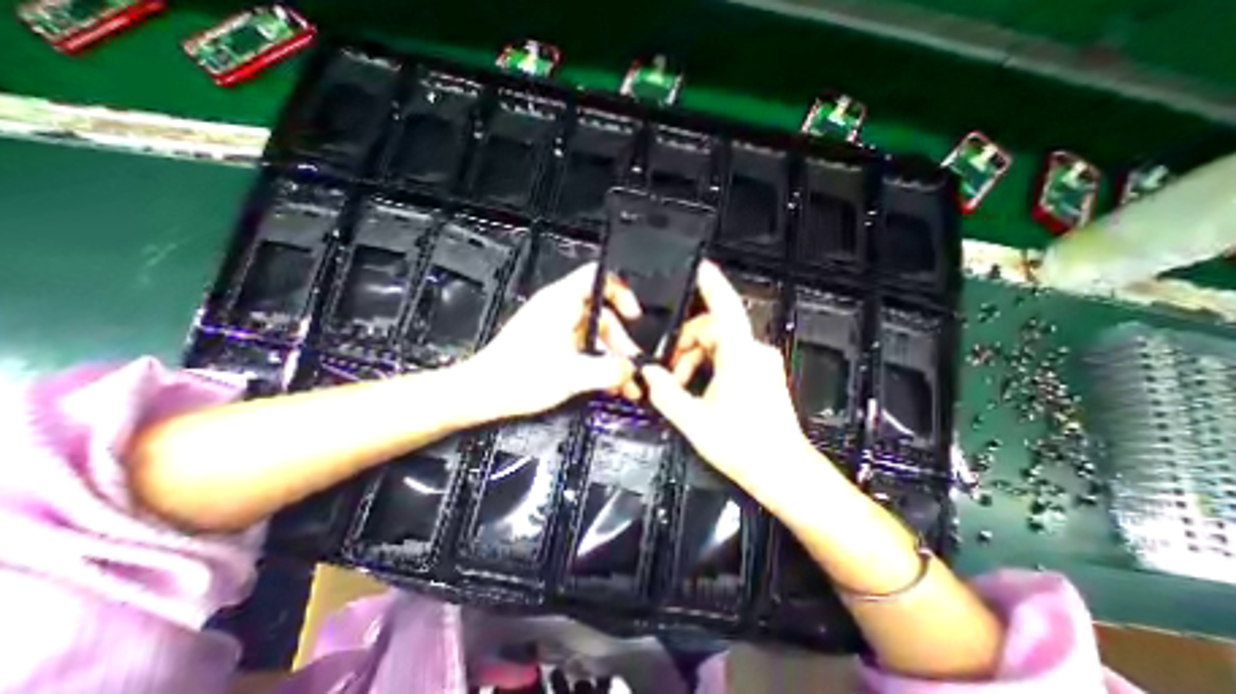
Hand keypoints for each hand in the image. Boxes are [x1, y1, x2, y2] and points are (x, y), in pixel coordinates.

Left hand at [467, 263, 643, 418]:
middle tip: (631, 368)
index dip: (622, 292)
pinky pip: (583, 345)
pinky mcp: (551, 342)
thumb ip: (607, 370)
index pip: (598, 277)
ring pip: (594, 334)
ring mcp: (555, 326)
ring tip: (622, 383)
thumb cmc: (517, 377)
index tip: (634, 315)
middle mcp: (559, 308)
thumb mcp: (571, 374)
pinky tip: (605, 383)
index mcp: (562, 302)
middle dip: (621, 341)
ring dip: (611, 357)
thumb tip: (630, 369)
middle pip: (603, 314)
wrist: (482, 393)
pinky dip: (596, 361)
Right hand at [638, 261, 827, 491]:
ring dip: (695, 357)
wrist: (782, 471)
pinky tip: (697, 385)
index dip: (712, 284)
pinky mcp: (762, 372)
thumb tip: (646, 372)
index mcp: (741, 356)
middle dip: (685, 344)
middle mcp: (754, 352)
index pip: (725, 308)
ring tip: (680, 383)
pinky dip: (709, 363)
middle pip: (713, 329)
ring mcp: (761, 362)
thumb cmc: (744, 446)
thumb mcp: (694, 420)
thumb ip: (665, 392)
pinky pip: (730, 354)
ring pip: (720, 343)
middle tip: (667, 369)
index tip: (700, 267)